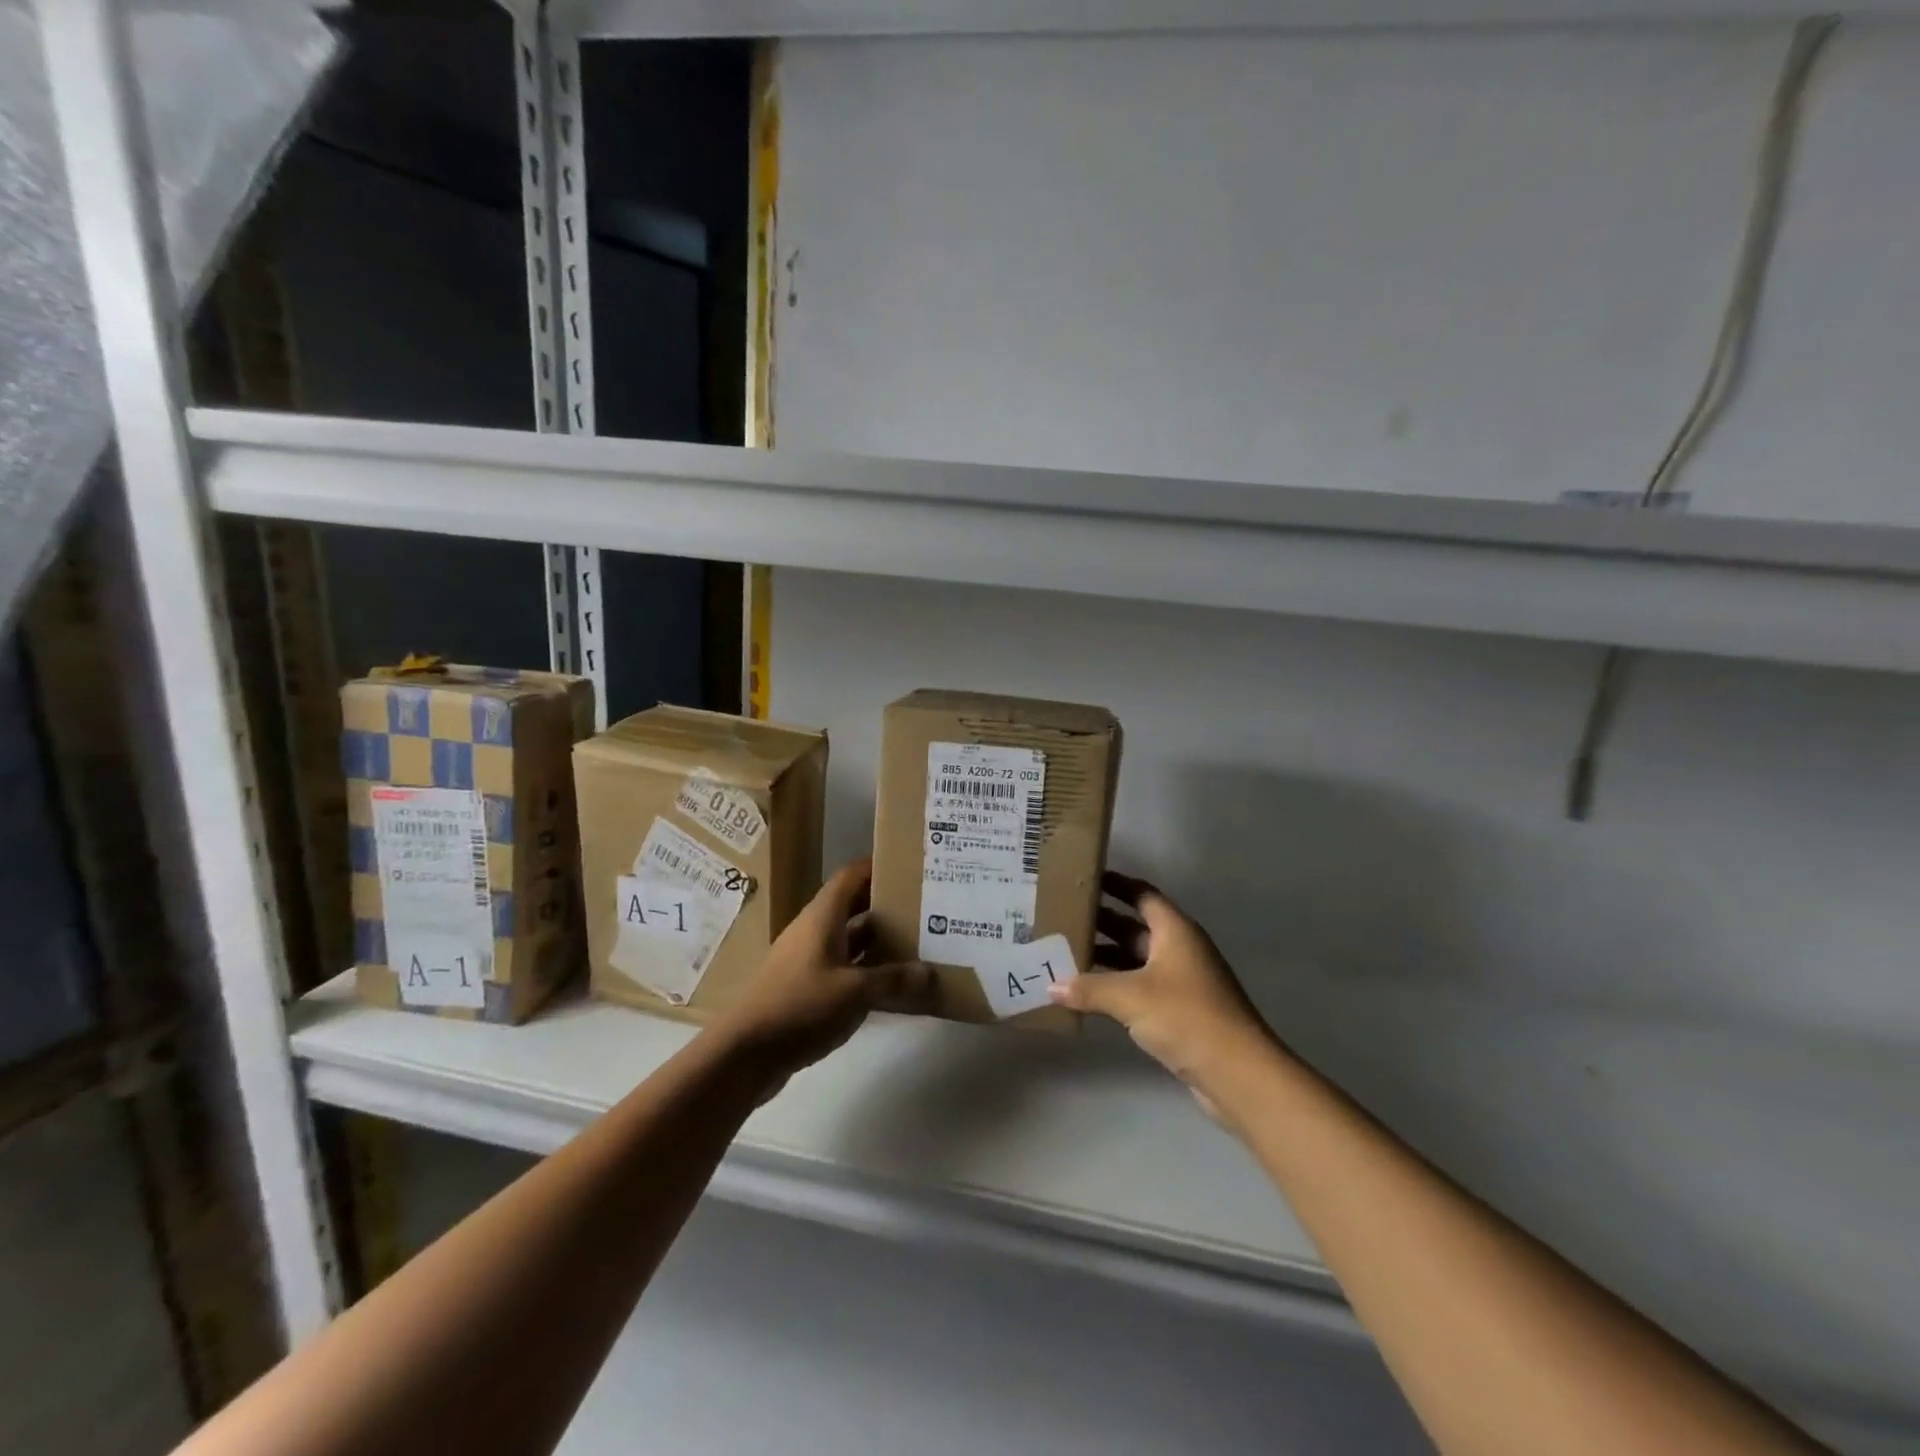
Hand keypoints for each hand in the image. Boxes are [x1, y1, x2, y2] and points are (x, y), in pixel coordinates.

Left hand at [713, 858, 936, 1087]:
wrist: (745, 1053)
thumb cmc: (800, 1007)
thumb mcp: (855, 992)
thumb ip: (893, 979)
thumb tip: (928, 971)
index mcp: (822, 916)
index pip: (851, 875)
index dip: (878, 866)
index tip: (910, 865)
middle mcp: (814, 930)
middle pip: (852, 904)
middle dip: (885, 903)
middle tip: (924, 905)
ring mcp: (807, 959)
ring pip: (848, 937)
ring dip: (878, 938)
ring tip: (917, 940)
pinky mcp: (805, 986)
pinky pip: (842, 966)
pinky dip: (865, 968)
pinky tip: (890, 983)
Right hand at [1052, 871, 1278, 1119]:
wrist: (1239, 1074)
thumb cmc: (1187, 1017)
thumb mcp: (1131, 997)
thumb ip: (1089, 988)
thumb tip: (1051, 986)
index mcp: (1175, 931)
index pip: (1141, 894)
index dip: (1115, 884)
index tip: (1083, 879)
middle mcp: (1179, 949)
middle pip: (1135, 927)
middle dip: (1101, 922)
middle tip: (1061, 918)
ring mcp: (1181, 981)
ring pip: (1135, 959)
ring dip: (1105, 956)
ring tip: (1065, 953)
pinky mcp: (1180, 1011)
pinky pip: (1140, 987)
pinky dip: (1115, 986)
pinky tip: (1087, 993)